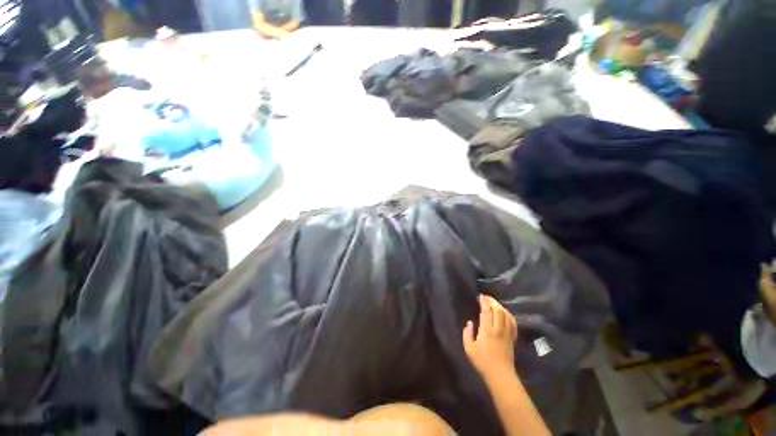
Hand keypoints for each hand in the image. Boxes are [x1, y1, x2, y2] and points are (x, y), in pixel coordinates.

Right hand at [463, 295, 517, 383]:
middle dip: (492, 301)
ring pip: (506, 314)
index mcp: (487, 330)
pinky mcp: (512, 337)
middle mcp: (498, 329)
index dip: (484, 302)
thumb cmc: (482, 362)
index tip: (480, 297)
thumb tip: (470, 322)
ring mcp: (507, 333)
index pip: (487, 311)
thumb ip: (467, 333)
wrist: (501, 376)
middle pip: (498, 310)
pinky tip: (504, 313)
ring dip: (500, 306)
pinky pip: (512, 322)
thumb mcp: (469, 348)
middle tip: (485, 297)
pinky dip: (508, 314)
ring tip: (493, 303)